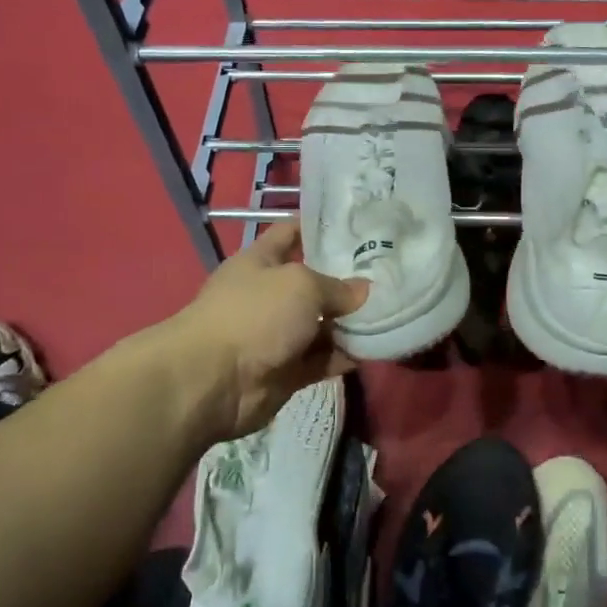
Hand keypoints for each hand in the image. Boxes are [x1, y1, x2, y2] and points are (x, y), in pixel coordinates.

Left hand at [175, 222, 369, 440]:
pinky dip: (345, 356)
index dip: (318, 226)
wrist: (213, 381)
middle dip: (347, 279)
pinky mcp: (286, 370)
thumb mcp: (301, 285)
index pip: (290, 233)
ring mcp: (277, 335)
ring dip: (351, 322)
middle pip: (313, 282)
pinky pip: (322, 359)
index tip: (356, 224)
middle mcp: (268, 295)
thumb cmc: (254, 315)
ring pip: (321, 324)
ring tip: (392, 312)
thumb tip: (364, 291)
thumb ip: (337, 286)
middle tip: (388, 273)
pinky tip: (377, 347)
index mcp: (260, 261)